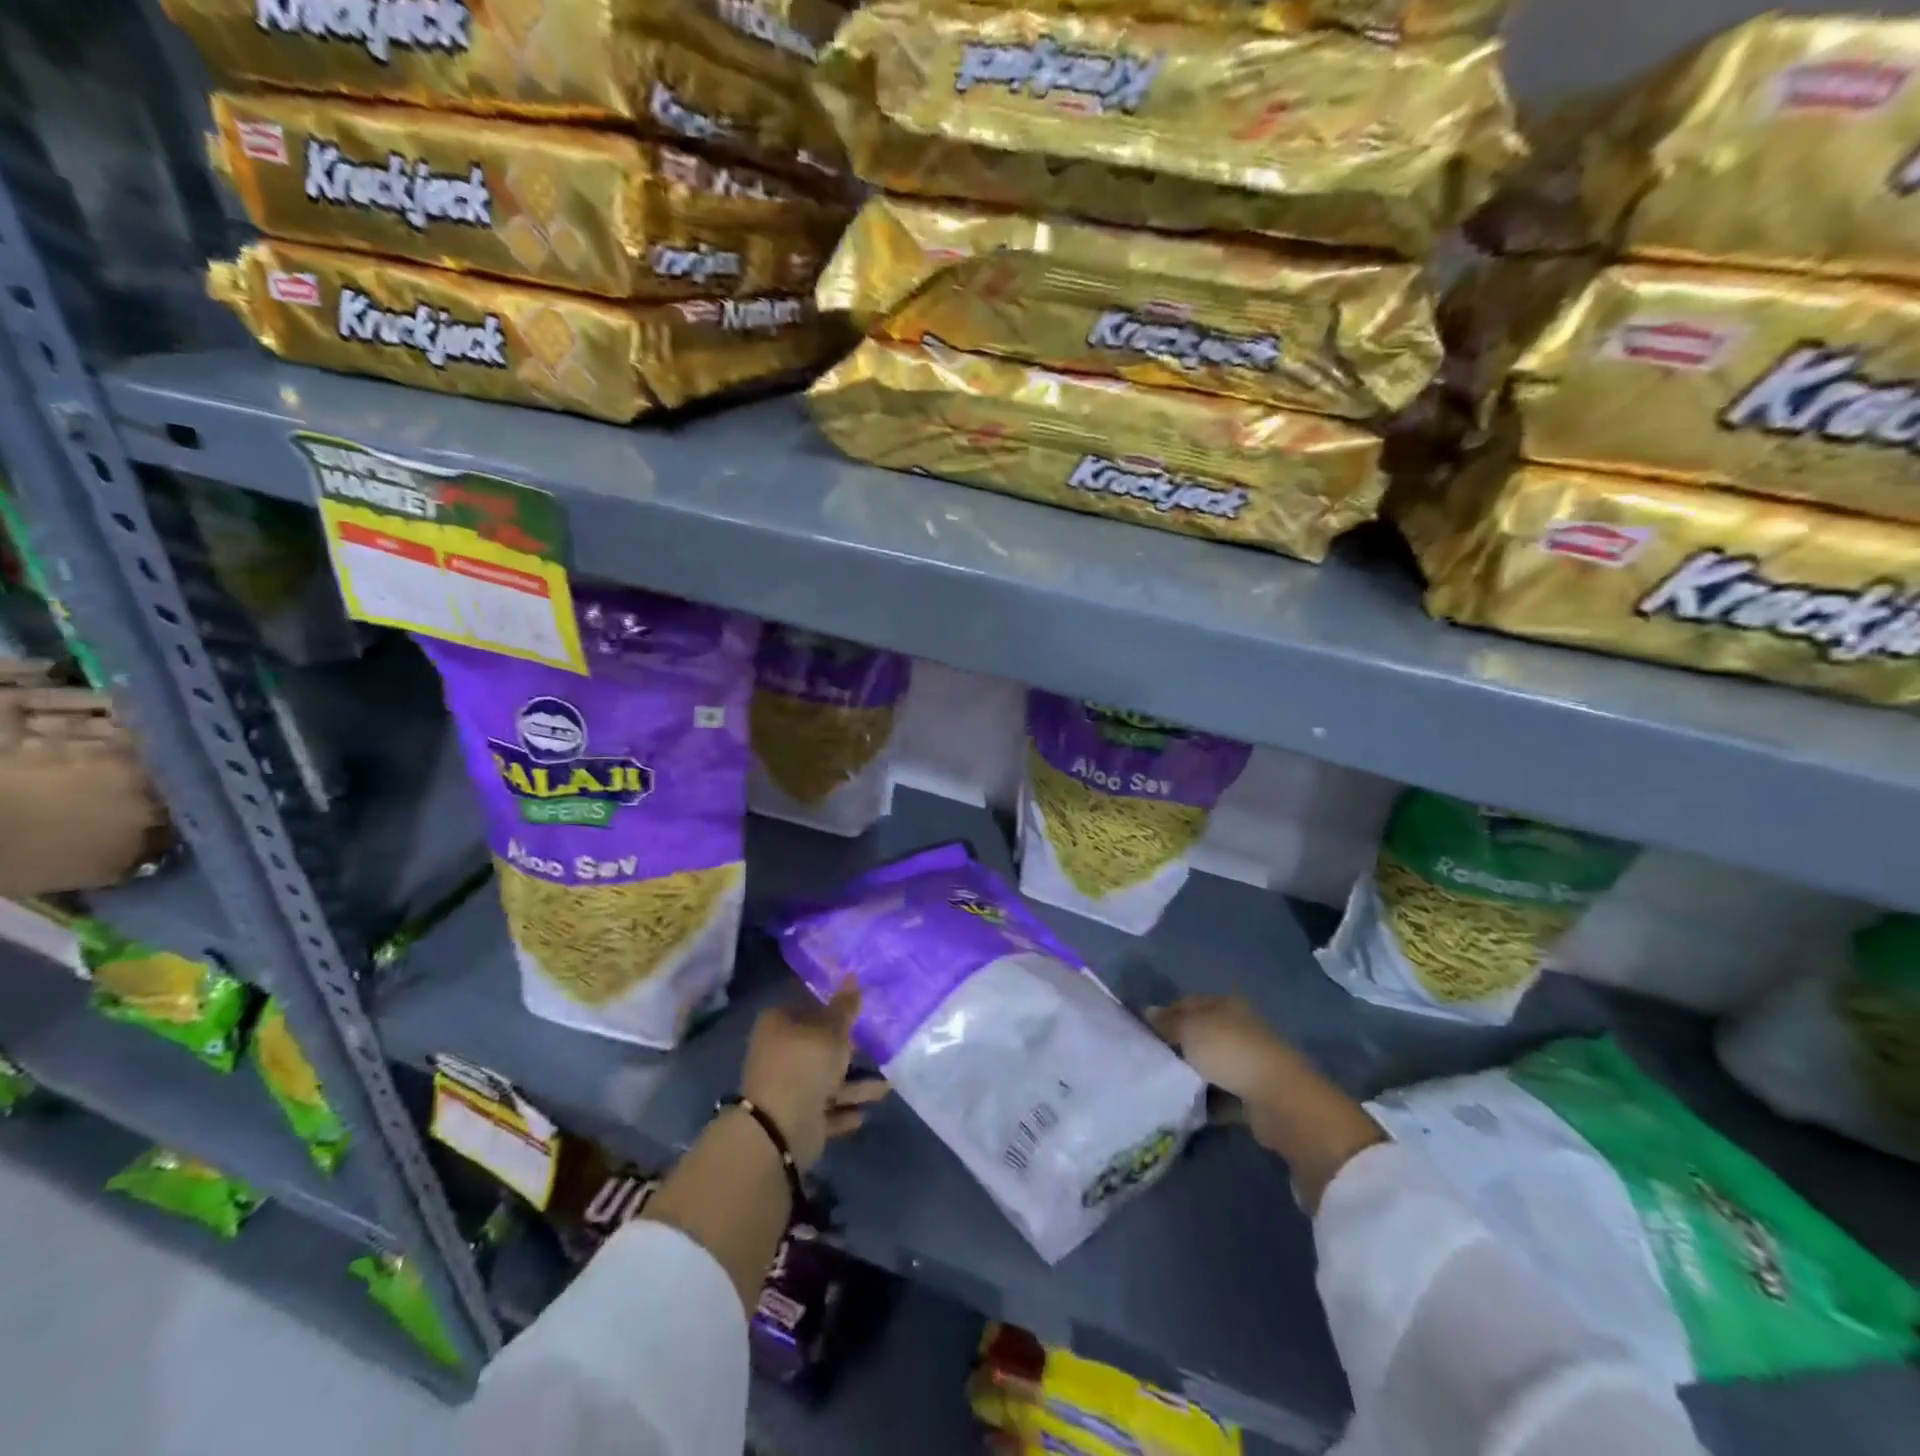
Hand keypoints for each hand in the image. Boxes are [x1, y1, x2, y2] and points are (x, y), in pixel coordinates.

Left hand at [740, 984, 889, 1170]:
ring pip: (826, 1080)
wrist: (780, 1128)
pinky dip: (844, 1109)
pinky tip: (864, 1113)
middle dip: (848, 1049)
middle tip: (878, 1044)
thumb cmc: (805, 1064)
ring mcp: (787, 1086)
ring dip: (854, 1085)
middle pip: (819, 1045)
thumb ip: (845, 1007)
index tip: (860, 1008)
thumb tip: (852, 975)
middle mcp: (780, 1052)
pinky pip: (826, 1109)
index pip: (808, 1006)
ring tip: (886, 1086)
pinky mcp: (796, 1116)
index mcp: (780, 1024)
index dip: (834, 1006)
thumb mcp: (832, 1030)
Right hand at [1148, 995, 1300, 1103]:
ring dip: (1191, 1075)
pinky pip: (1221, 1095)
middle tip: (1149, 1059)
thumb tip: (1148, 1011)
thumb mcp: (1191, 1029)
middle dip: (1176, 1046)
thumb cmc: (1231, 1052)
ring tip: (1162, 1084)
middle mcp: (1238, 1028)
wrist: (1280, 1100)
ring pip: (1209, 1065)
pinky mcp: (1252, 1095)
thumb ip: (1168, 1021)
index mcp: (1225, 1005)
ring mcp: (1247, 1062)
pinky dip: (1206, 1101)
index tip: (1142, 1031)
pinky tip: (1185, 1106)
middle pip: (1199, 1034)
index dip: (1164, 1014)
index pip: (1188, 1003)